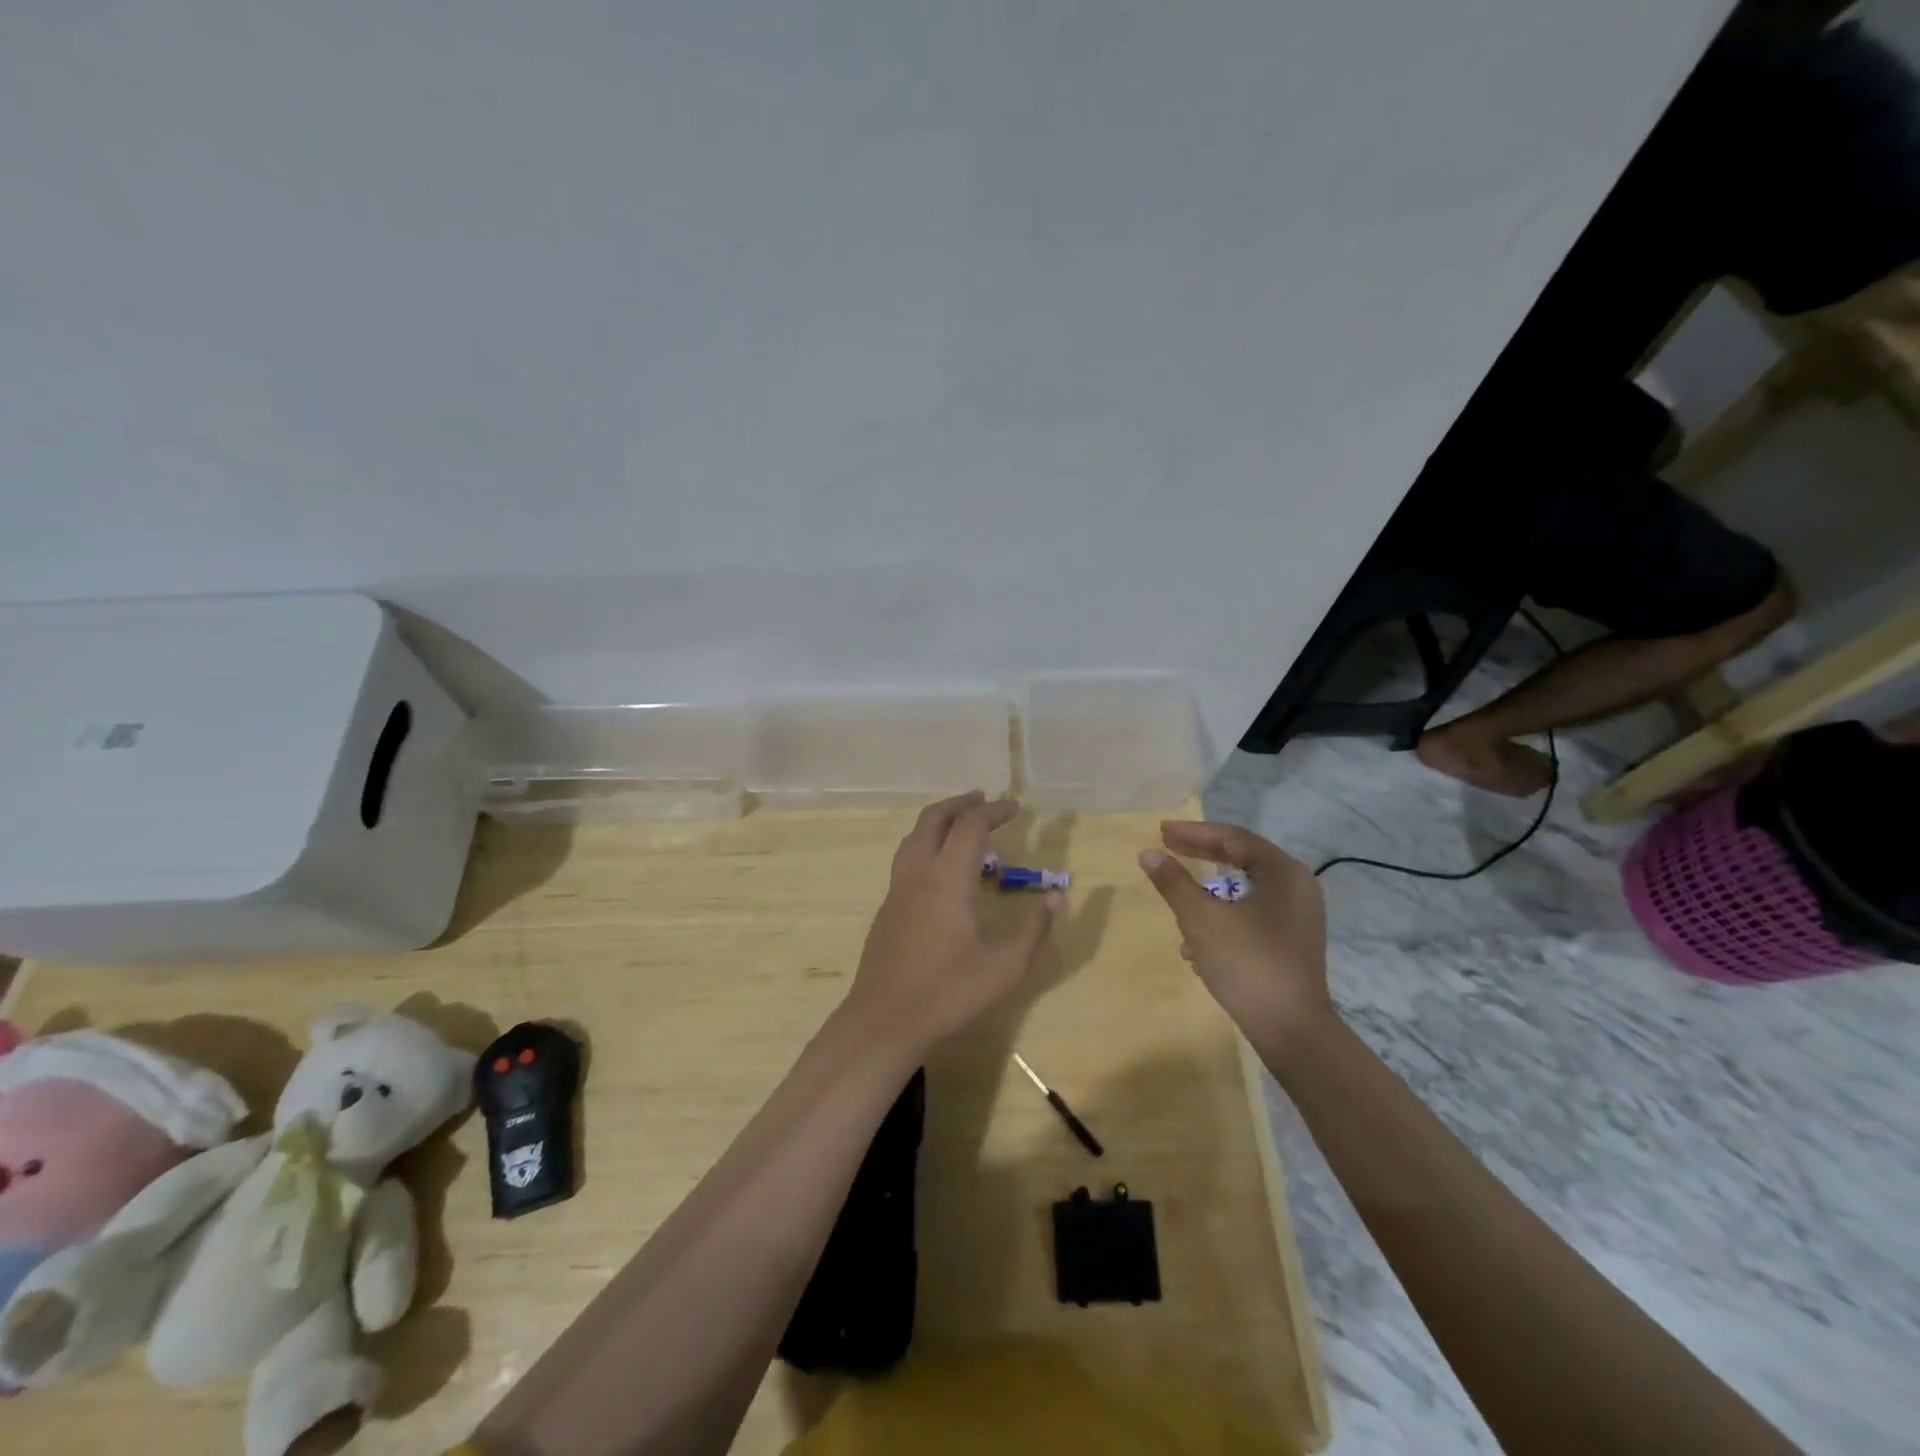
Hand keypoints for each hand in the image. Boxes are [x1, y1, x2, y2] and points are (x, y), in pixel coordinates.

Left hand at [844, 792, 1059, 1051]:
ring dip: (939, 821)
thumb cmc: (948, 993)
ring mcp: (897, 889)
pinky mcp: (887, 908)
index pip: (970, 826)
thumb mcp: (1005, 967)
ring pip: (914, 836)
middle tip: (984, 800)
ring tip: (962, 826)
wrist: (884, 1021)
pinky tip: (942, 870)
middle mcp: (918, 873)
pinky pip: (907, 858)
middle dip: (960, 804)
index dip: (994, 811)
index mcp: (948, 878)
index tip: (1016, 808)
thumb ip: (1033, 929)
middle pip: (934, 819)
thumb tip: (1055, 897)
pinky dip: (927, 845)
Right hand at [1139, 821, 1333, 1053]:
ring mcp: (1296, 918)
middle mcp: (1296, 888)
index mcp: (1283, 873)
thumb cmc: (1248, 963)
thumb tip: (1148, 854)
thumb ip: (1174, 882)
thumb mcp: (1201, 919)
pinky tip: (1196, 945)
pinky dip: (1222, 918)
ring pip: (1243, 891)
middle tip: (1167, 849)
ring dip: (1208, 893)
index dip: (1194, 832)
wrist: (1292, 1031)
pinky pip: (1250, 916)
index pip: (1233, 838)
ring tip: (1177, 898)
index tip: (1161, 831)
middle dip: (1200, 856)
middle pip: (1241, 860)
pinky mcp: (1290, 944)